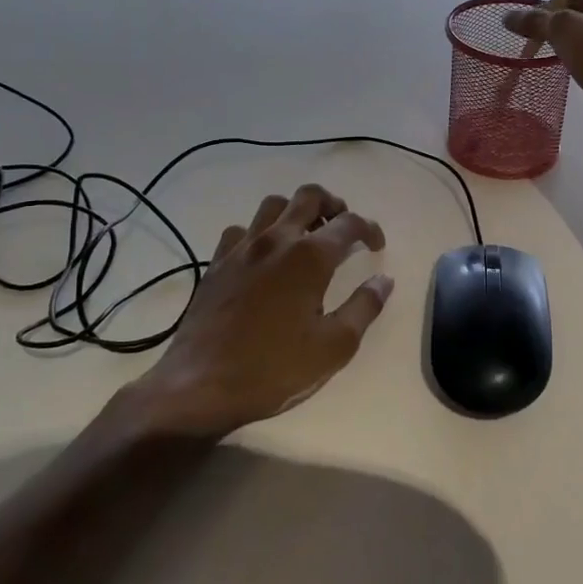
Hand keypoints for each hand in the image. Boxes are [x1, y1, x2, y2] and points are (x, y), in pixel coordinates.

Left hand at [104, 184, 391, 440]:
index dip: (370, 229)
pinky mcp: (216, 263)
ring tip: (307, 236)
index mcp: (310, 257)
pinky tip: (265, 256)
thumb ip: (364, 307)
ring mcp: (241, 249)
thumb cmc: (274, 368)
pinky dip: (260, 232)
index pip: (349, 223)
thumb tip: (383, 280)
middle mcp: (276, 240)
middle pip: (309, 196)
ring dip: (296, 211)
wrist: (199, 387)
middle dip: (334, 204)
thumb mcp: (335, 346)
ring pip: (273, 205)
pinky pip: (241, 229)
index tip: (377, 246)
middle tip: (344, 227)